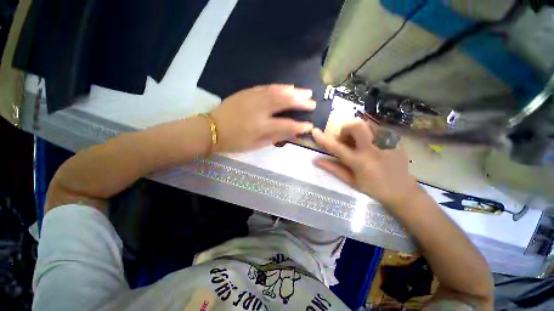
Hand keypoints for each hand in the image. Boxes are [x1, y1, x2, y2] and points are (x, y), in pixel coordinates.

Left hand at [211, 85, 315, 151]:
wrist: (211, 129)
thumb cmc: (234, 141)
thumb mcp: (254, 145)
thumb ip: (273, 138)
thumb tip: (289, 133)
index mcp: (261, 126)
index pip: (286, 125)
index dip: (299, 126)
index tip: (310, 126)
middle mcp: (259, 110)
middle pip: (284, 102)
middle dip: (300, 102)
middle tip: (312, 102)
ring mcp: (252, 98)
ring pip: (277, 91)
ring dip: (293, 91)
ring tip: (305, 92)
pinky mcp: (247, 92)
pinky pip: (267, 87)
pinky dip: (279, 86)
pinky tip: (287, 86)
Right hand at [312, 120, 423, 209]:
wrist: (402, 191)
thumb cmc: (373, 188)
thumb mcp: (351, 181)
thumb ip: (333, 168)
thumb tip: (316, 161)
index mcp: (359, 162)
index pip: (336, 147)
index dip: (323, 139)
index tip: (315, 131)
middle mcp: (372, 149)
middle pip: (356, 126)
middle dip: (346, 129)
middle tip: (345, 140)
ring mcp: (386, 142)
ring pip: (367, 124)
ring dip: (357, 130)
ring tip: (359, 142)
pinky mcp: (395, 140)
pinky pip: (377, 128)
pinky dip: (368, 133)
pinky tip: (371, 144)